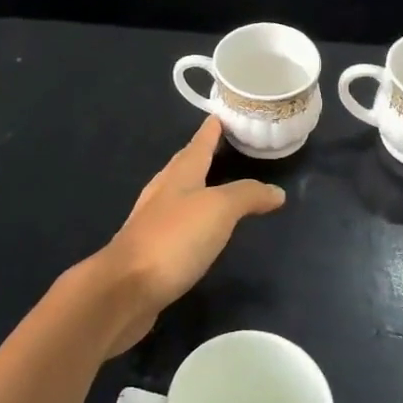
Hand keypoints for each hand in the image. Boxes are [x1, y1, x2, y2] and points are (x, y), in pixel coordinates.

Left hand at [97, 117, 285, 353]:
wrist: (126, 289)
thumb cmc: (173, 239)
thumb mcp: (218, 209)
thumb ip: (247, 195)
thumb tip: (276, 191)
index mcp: (179, 175)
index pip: (198, 144)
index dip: (211, 129)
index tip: (220, 114)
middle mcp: (163, 193)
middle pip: (184, 166)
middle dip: (201, 154)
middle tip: (221, 145)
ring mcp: (153, 222)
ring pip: (178, 194)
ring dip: (196, 186)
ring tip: (215, 184)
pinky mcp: (151, 251)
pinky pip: (176, 224)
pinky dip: (192, 218)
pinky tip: (199, 229)